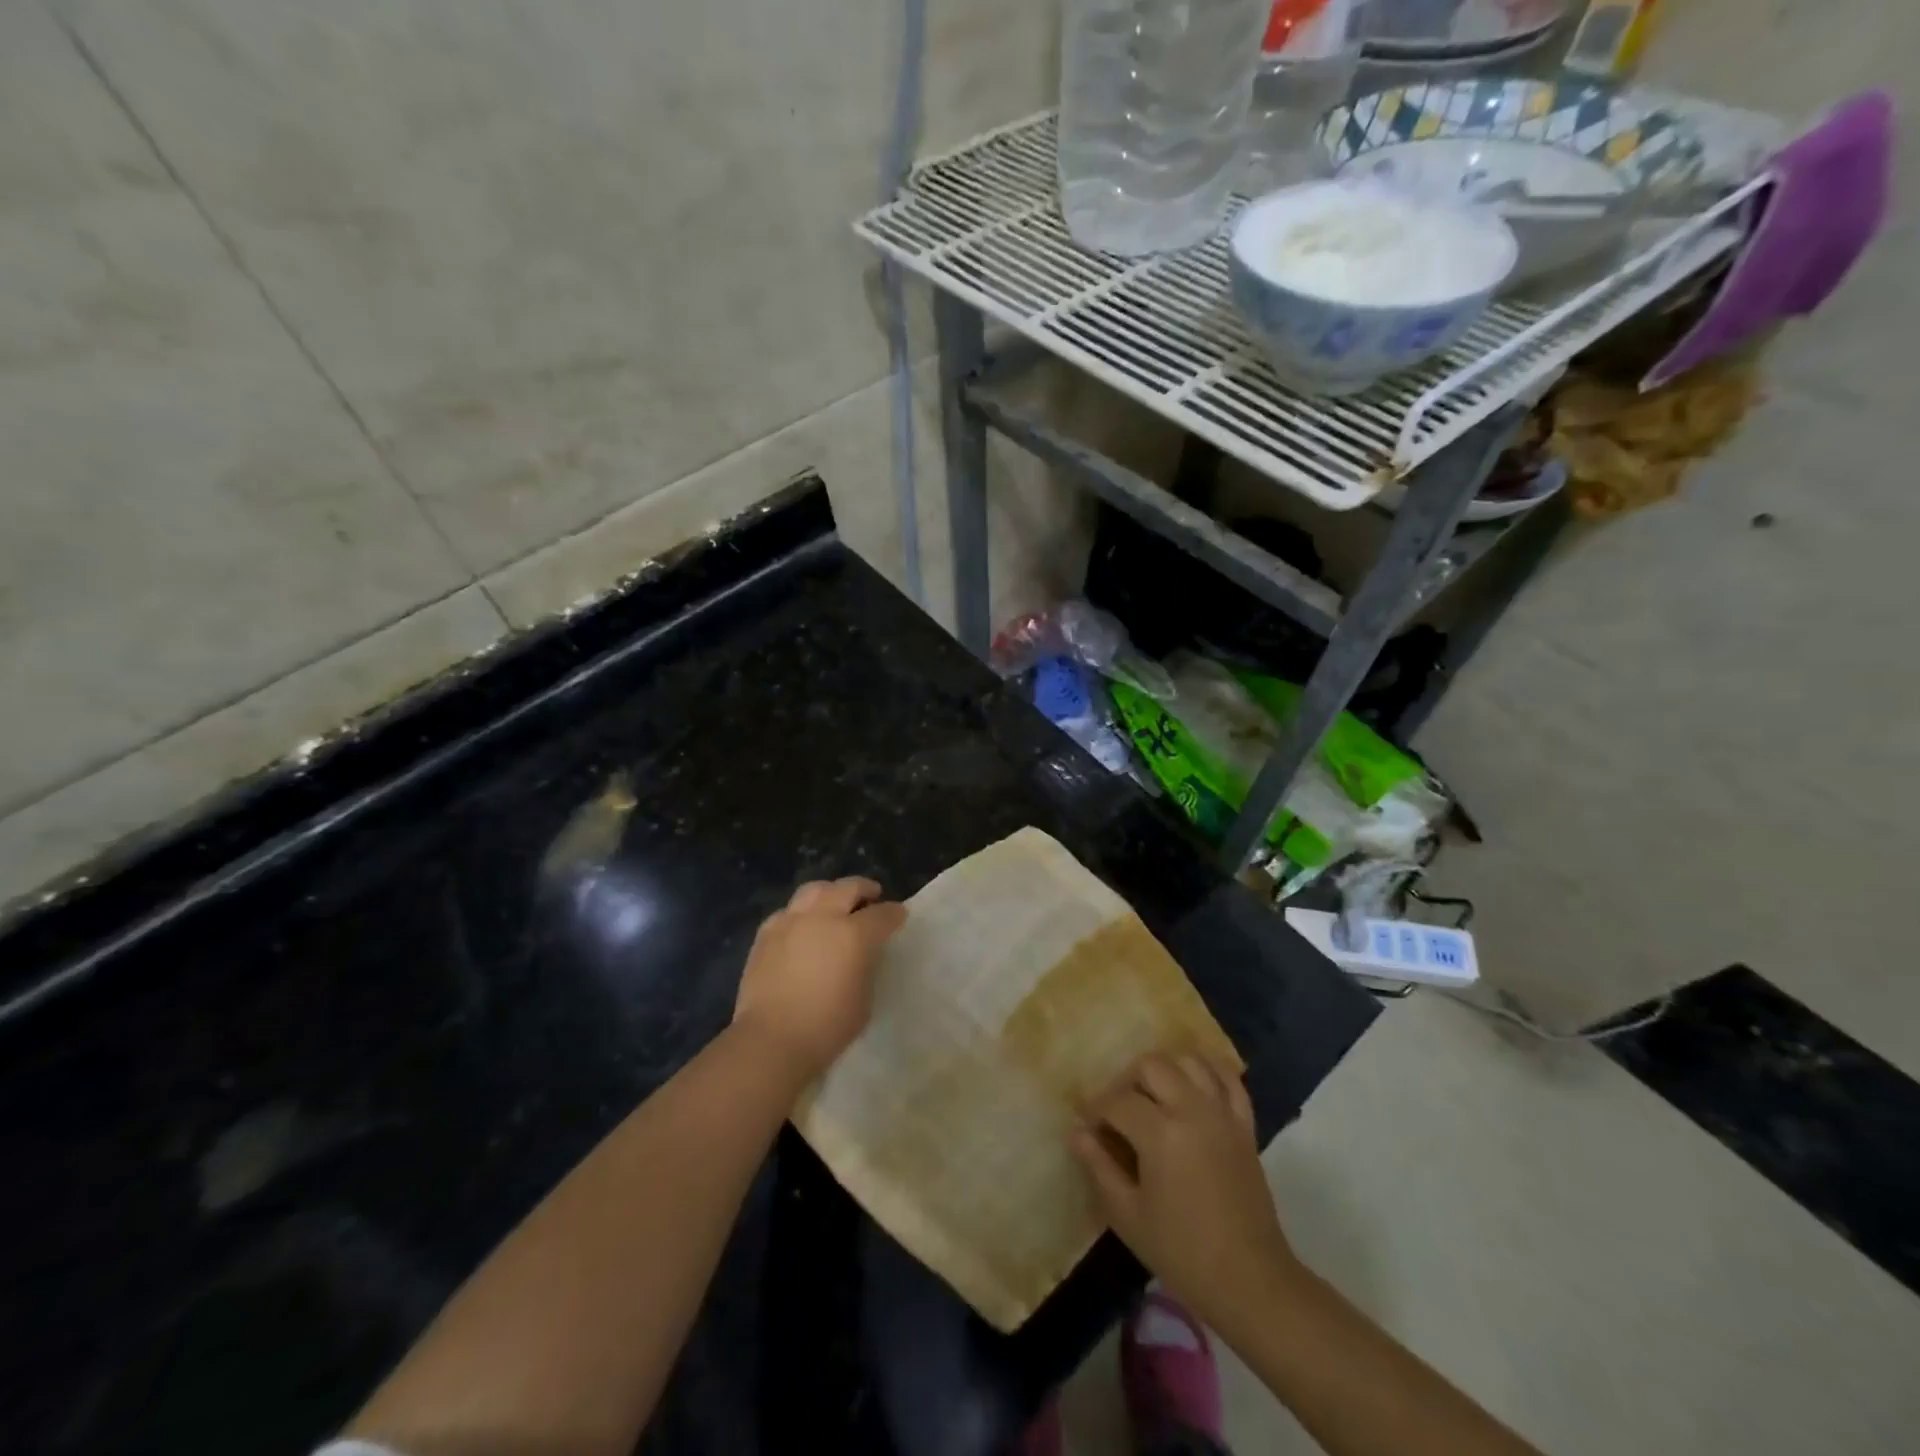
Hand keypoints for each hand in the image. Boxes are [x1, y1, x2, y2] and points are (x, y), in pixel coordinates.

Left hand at [732, 877, 906, 1081]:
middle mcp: (823, 918)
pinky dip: (801, 913)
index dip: (894, 913)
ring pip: (814, 890)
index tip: (899, 915)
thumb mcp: (864, 999)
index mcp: (854, 934)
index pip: (882, 914)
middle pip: (848, 888)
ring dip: (831, 892)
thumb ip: (866, 967)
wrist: (770, 1040)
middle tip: (872, 895)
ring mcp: (791, 922)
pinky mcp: (766, 934)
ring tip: (835, 901)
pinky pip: (788, 911)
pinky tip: (802, 925)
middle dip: (864, 889)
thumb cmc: (827, 1027)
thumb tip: (862, 955)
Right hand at [1071, 1054, 1297, 1324]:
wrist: (1250, 1281)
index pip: (1117, 1101)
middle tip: (1119, 1111)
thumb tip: (1076, 1133)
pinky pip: (1229, 1078)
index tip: (1088, 1125)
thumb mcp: (1128, 1215)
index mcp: (1161, 1134)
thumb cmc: (1182, 1252)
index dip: (1096, 1109)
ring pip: (1189, 1061)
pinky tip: (1193, 1083)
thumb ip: (1099, 1167)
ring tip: (1154, 1096)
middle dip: (1128, 1081)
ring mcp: (1222, 1114)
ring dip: (1166, 1070)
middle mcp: (1192, 1110)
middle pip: (1151, 1065)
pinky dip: (1210, 1070)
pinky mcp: (1245, 1124)